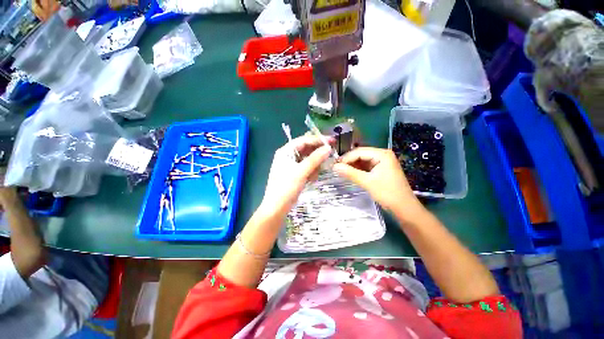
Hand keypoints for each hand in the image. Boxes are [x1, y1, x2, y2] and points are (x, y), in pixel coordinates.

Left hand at [260, 135, 332, 217]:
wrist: (277, 207)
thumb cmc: (286, 188)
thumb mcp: (301, 172)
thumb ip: (315, 159)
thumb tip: (328, 148)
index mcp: (285, 151)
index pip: (304, 140)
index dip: (318, 140)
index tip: (332, 141)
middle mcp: (288, 155)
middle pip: (306, 149)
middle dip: (317, 153)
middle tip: (330, 154)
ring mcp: (291, 165)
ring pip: (308, 159)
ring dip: (314, 165)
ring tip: (315, 175)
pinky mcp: (295, 173)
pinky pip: (307, 167)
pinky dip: (311, 171)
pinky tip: (312, 179)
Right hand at [332, 147, 420, 211]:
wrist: (404, 208)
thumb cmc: (388, 193)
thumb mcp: (367, 182)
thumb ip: (350, 173)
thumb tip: (334, 167)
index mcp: (382, 154)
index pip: (359, 151)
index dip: (346, 158)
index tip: (335, 166)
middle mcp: (382, 155)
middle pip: (361, 155)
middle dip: (349, 161)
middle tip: (337, 169)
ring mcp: (382, 162)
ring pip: (362, 161)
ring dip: (352, 166)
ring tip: (341, 171)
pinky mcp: (380, 170)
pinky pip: (366, 167)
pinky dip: (358, 170)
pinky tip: (350, 174)